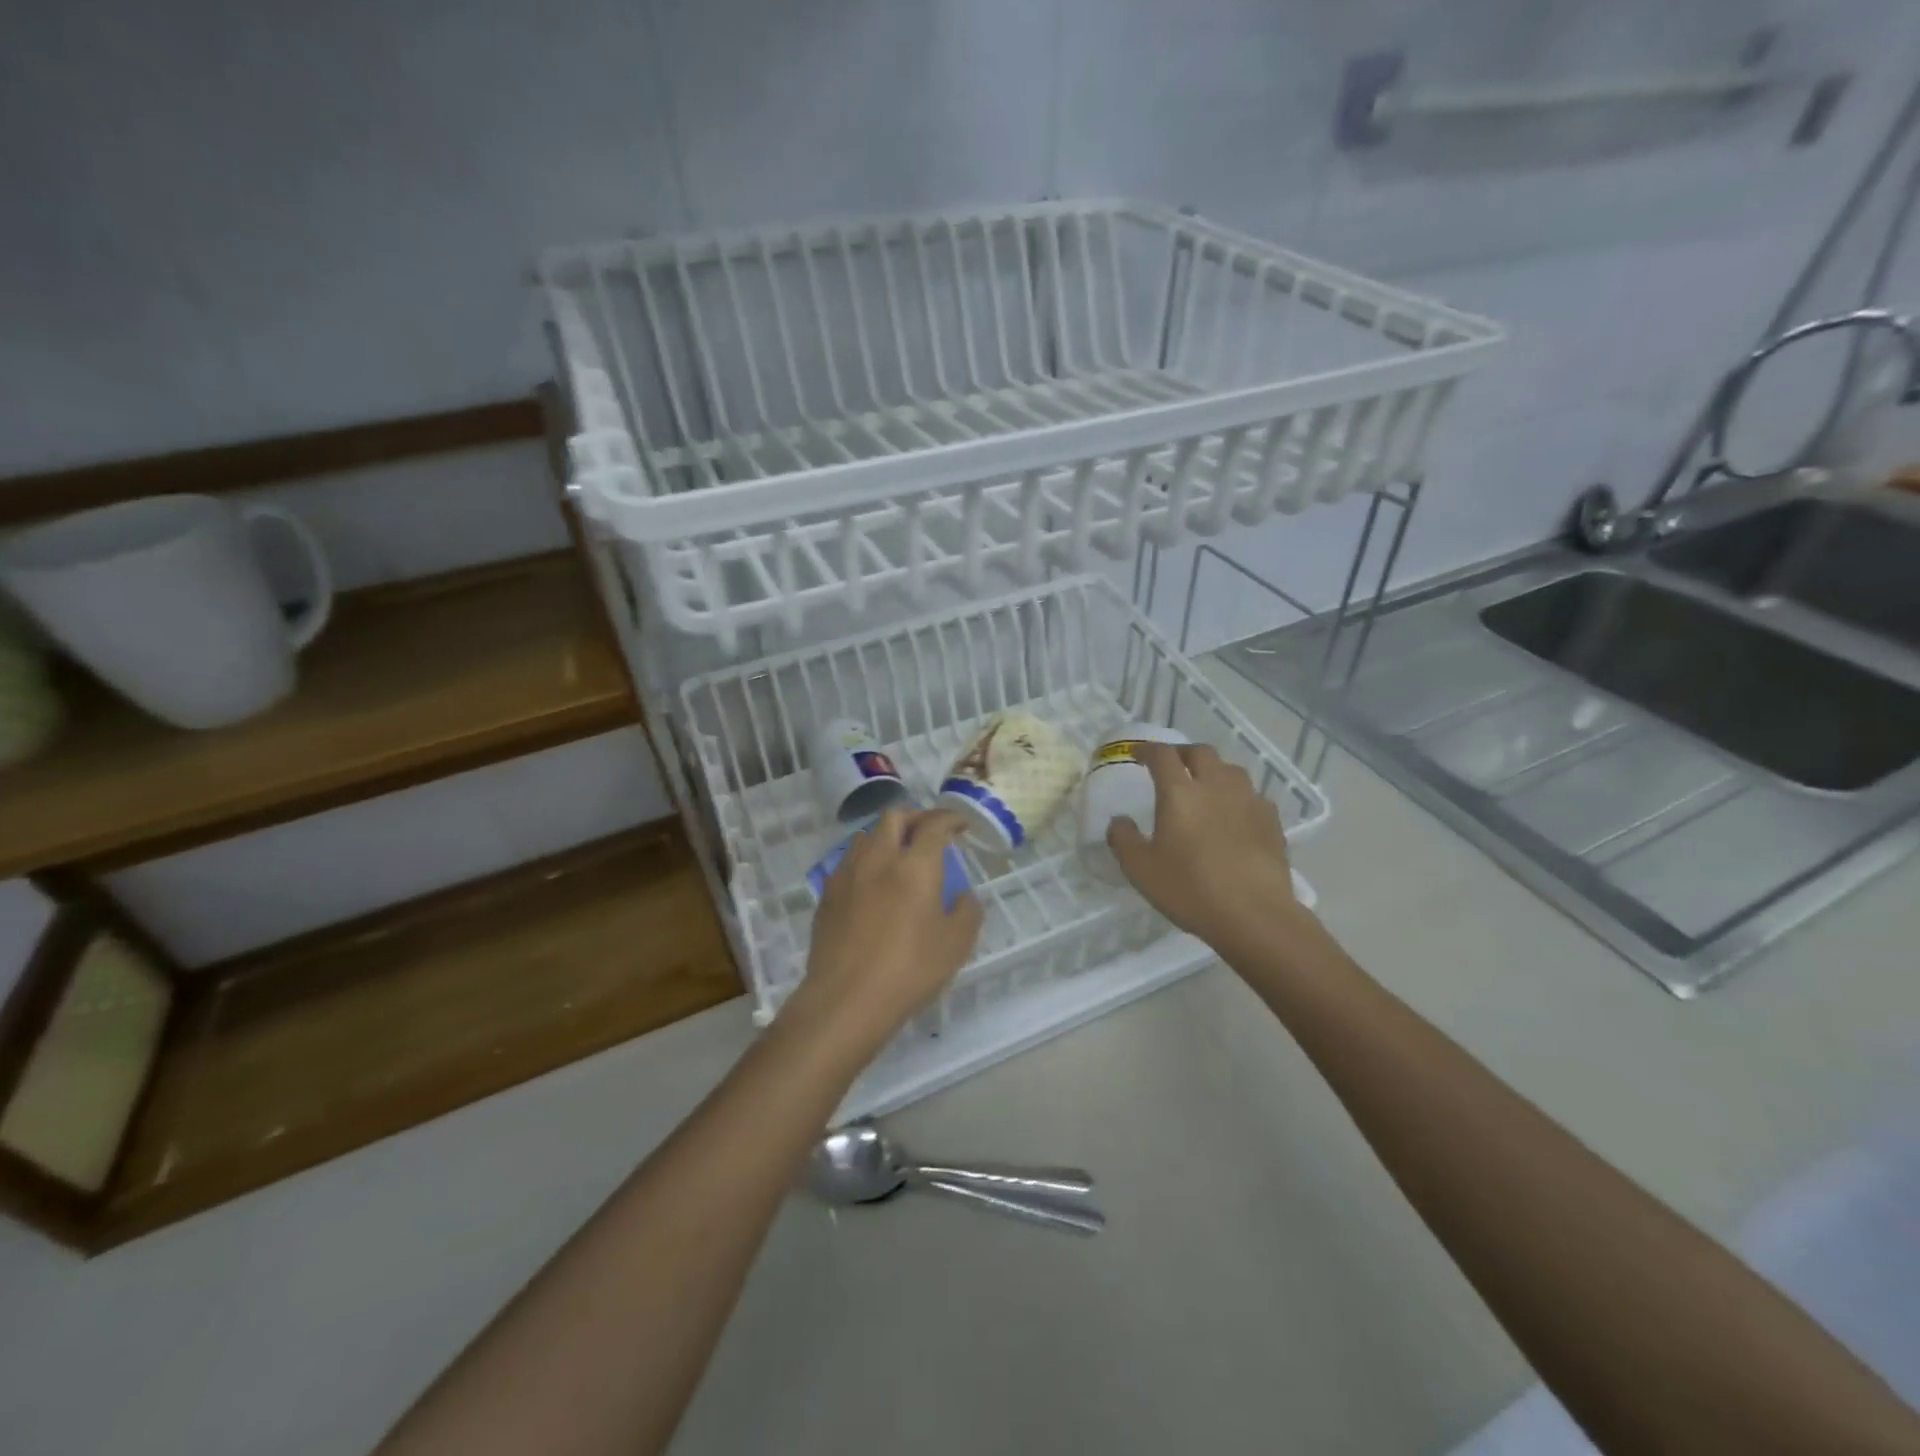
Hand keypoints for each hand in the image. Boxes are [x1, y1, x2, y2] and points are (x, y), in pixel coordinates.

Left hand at [786, 809, 983, 1058]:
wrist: (845, 1000)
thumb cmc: (908, 971)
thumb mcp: (955, 945)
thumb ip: (966, 912)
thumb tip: (963, 897)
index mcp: (915, 865)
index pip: (934, 824)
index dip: (950, 818)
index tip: (960, 825)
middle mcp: (879, 858)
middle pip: (895, 816)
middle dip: (916, 817)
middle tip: (930, 833)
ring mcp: (848, 873)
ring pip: (867, 835)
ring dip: (887, 835)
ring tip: (899, 855)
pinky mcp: (827, 894)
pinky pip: (849, 862)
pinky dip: (866, 860)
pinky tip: (872, 884)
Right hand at [1106, 742, 1309, 950]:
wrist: (1255, 915)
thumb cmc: (1191, 889)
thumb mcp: (1140, 870)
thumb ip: (1123, 839)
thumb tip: (1119, 821)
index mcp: (1180, 792)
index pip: (1162, 755)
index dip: (1147, 750)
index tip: (1137, 754)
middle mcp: (1216, 786)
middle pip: (1200, 753)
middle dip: (1182, 754)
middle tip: (1172, 766)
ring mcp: (1249, 801)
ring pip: (1230, 770)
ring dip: (1213, 771)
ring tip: (1205, 787)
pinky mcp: (1272, 821)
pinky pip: (1252, 796)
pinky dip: (1238, 797)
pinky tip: (1234, 816)